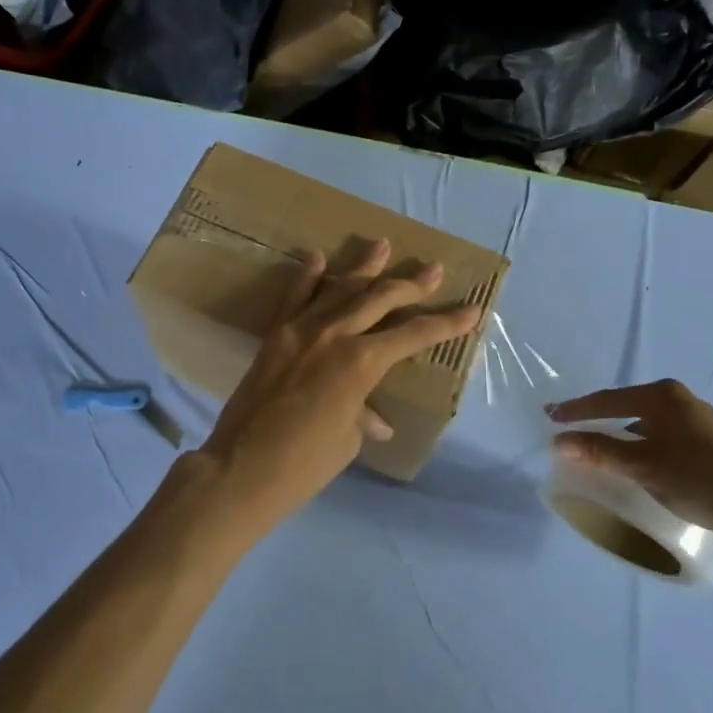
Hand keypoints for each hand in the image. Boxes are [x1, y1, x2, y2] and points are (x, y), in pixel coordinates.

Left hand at [180, 240, 482, 542]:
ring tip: (382, 244)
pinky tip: (318, 257)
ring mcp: (301, 330)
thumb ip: (362, 415)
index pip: (413, 335)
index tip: (471, 309)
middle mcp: (335, 335)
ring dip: (364, 267)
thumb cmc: (304, 463)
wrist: (240, 468)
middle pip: (380, 299)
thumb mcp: (347, 439)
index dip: (446, 323)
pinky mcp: (275, 335)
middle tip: (433, 268)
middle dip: (411, 284)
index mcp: (362, 363)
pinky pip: (295, 298)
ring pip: (340, 289)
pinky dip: (308, 277)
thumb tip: (376, 420)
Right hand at [548, 380, 712, 549]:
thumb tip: (558, 441)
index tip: (551, 417)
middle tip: (572, 430)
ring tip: (602, 448)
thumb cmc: (696, 479)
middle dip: (599, 419)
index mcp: (663, 395)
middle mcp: (681, 398)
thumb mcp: (641, 466)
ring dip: (622, 433)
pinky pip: (664, 433)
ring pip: (647, 421)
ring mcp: (700, 418)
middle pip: (627, 406)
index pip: (608, 400)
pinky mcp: (712, 440)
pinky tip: (640, 460)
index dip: (577, 410)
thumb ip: (599, 451)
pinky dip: (644, 443)